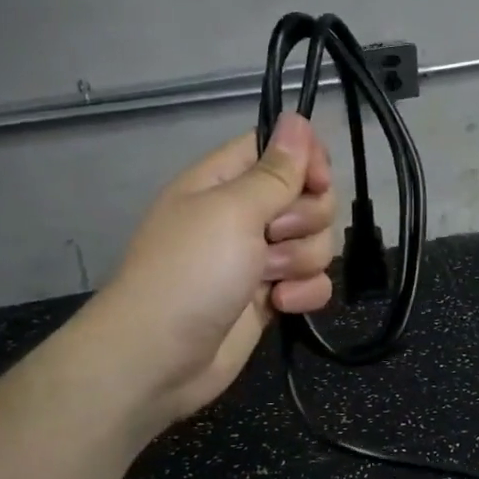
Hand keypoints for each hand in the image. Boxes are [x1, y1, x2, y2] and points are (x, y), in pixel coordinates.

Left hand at [98, 112, 335, 422]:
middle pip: (308, 197)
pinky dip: (304, 294)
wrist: (160, 358)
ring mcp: (258, 259)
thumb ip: (275, 171)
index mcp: (224, 182)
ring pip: (316, 242)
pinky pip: (313, 283)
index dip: (308, 161)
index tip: (317, 182)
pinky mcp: (270, 298)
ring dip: (301, 261)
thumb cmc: (190, 273)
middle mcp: (244, 215)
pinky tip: (282, 305)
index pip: (279, 149)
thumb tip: (298, 119)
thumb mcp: (232, 211)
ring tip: (268, 279)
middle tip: (272, 238)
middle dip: (304, 220)